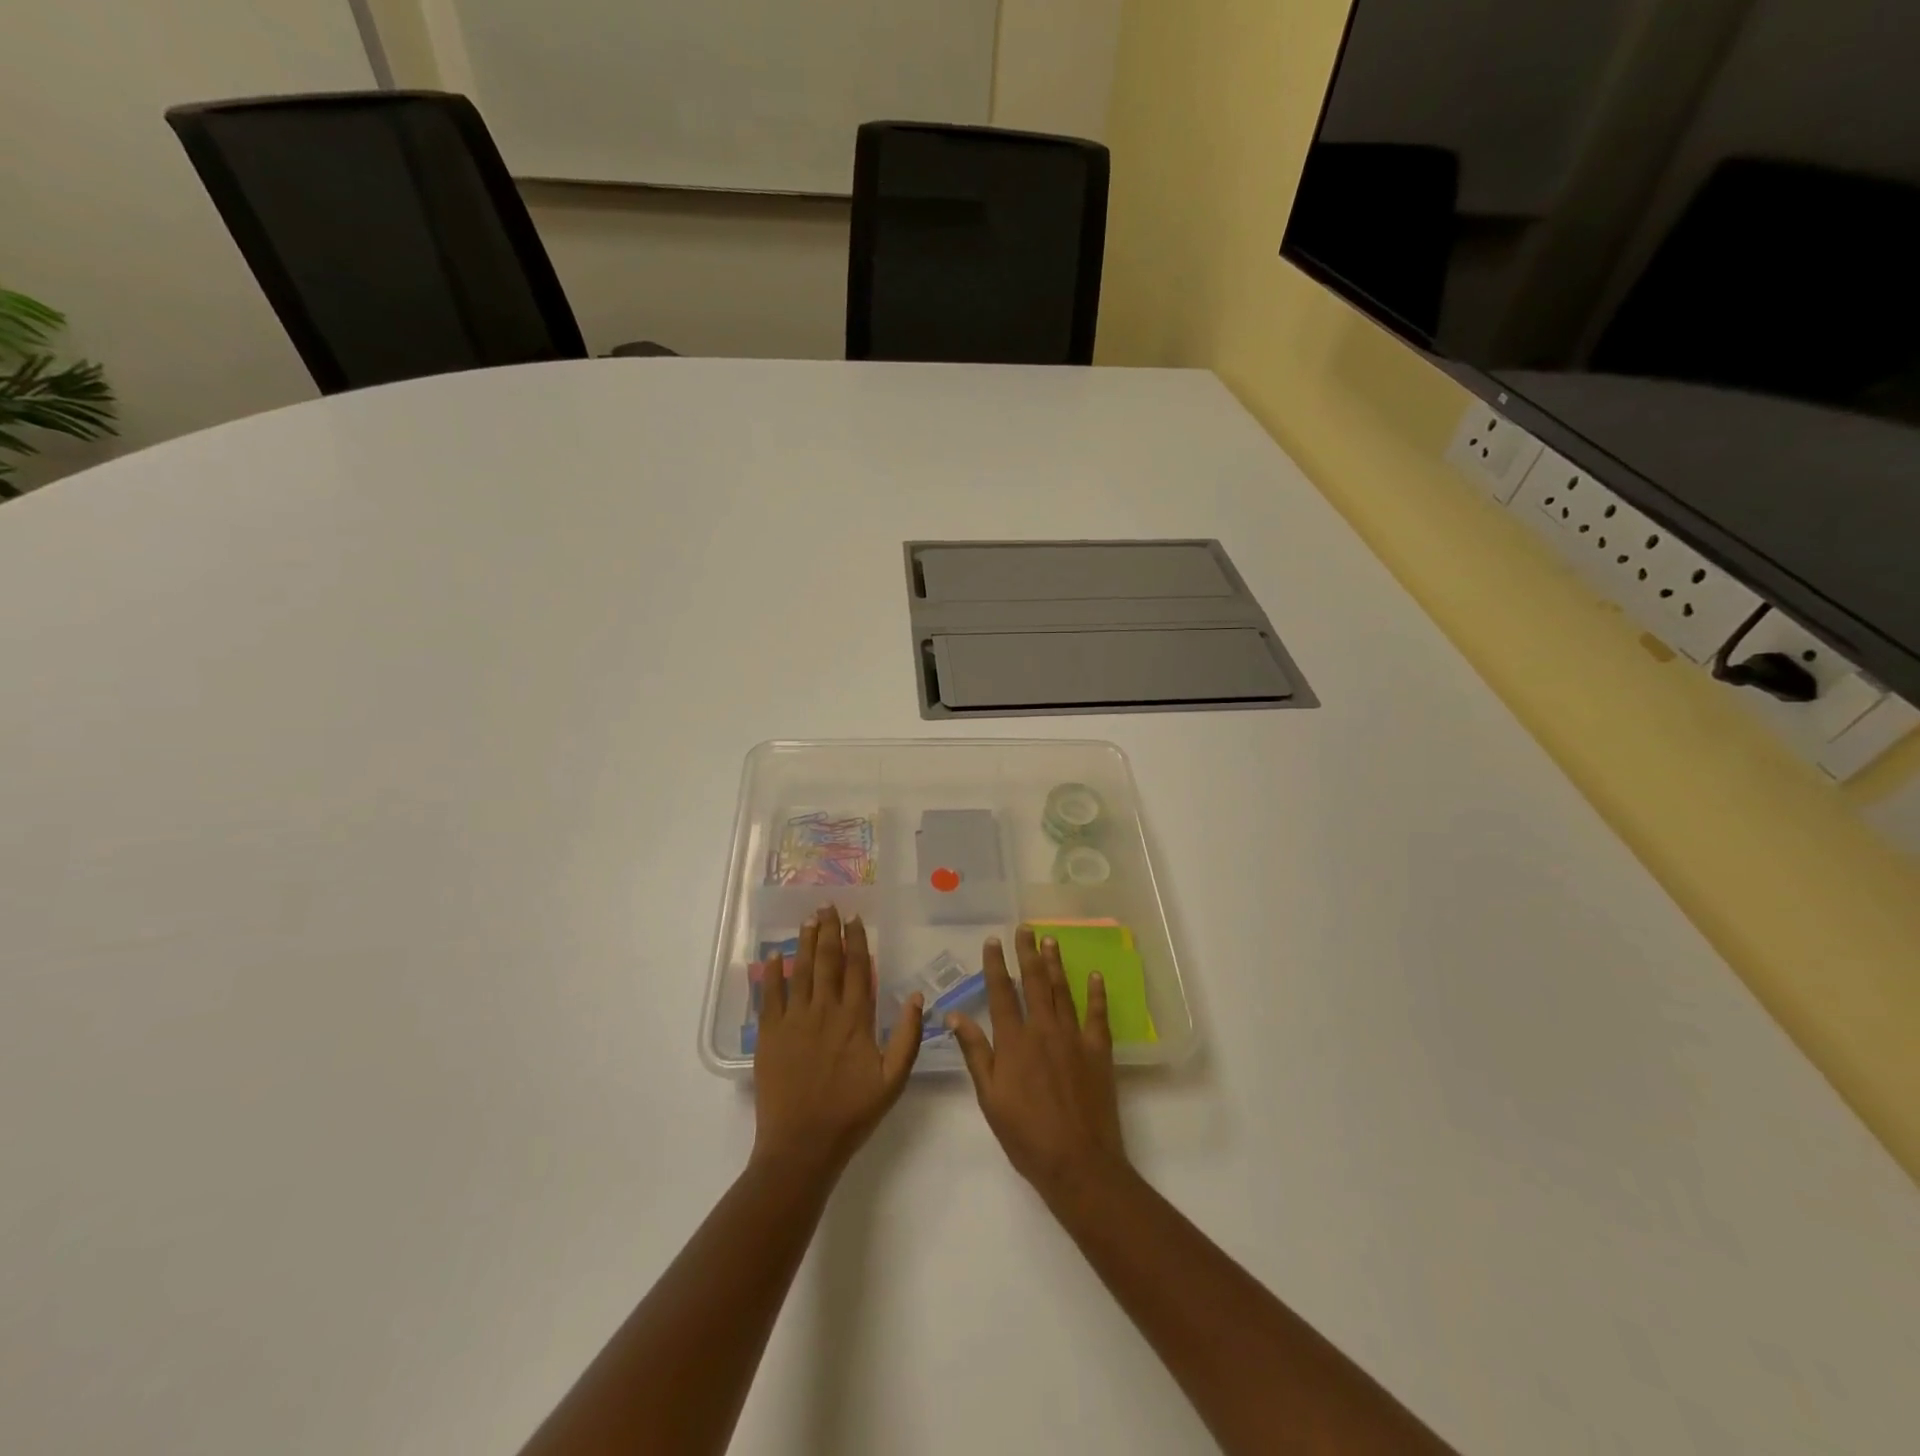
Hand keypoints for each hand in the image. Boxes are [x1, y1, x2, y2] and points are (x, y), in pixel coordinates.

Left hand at [752, 905, 923, 1179]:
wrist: (802, 1145)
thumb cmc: (852, 1113)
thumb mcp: (893, 1079)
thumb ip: (908, 1037)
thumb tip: (918, 997)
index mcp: (856, 1019)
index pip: (858, 969)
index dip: (857, 941)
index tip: (855, 918)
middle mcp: (825, 1010)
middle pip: (828, 961)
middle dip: (829, 930)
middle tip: (827, 905)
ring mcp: (794, 1020)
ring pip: (801, 971)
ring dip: (805, 943)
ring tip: (808, 919)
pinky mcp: (770, 1034)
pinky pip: (770, 995)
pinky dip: (773, 973)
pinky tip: (775, 955)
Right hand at [947, 927, 1127, 1204]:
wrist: (1078, 1162)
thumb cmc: (1026, 1135)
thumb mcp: (989, 1097)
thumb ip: (975, 1053)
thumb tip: (955, 1015)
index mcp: (1014, 1041)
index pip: (1002, 993)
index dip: (996, 965)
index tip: (993, 941)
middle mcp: (1043, 1030)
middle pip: (1035, 983)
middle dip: (1028, 953)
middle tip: (1026, 928)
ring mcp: (1074, 1038)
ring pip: (1063, 991)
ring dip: (1056, 964)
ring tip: (1051, 941)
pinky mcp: (1099, 1051)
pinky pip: (1098, 1015)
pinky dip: (1096, 993)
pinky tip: (1093, 975)